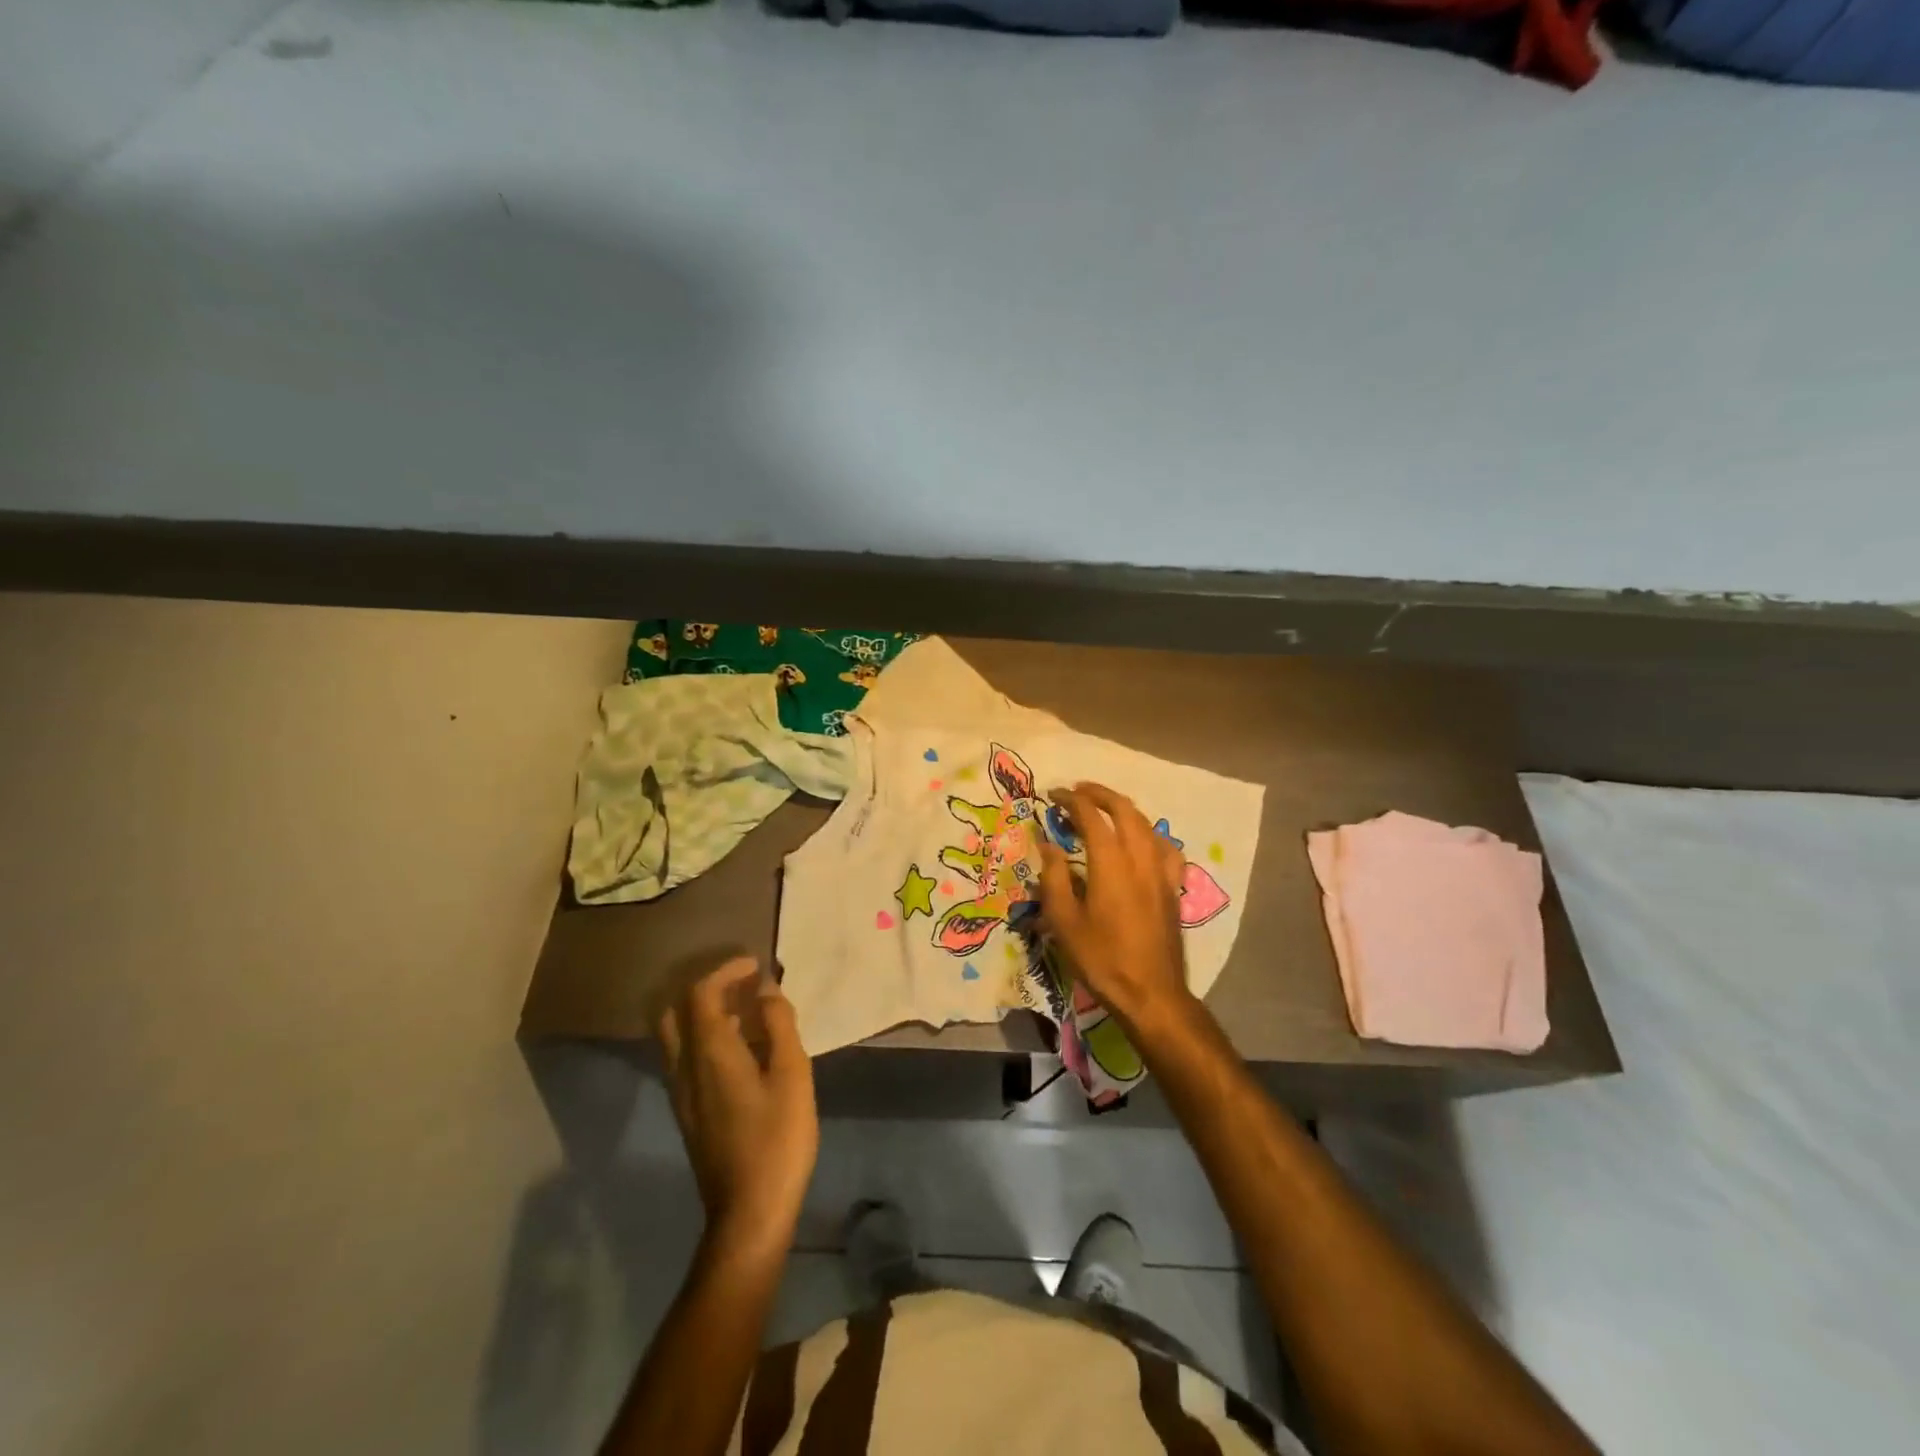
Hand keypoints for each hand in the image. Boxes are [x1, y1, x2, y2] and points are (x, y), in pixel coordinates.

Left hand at [657, 957, 818, 1260]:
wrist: (748, 1212)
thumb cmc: (777, 1139)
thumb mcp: (792, 1075)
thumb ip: (779, 1026)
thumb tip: (766, 990)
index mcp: (709, 1053)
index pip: (701, 993)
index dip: (726, 970)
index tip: (756, 965)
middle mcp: (685, 1067)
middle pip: (676, 1011)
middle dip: (707, 987)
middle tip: (743, 985)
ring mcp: (682, 1092)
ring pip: (678, 1035)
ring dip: (706, 1012)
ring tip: (748, 1011)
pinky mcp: (688, 1112)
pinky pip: (686, 1057)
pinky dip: (706, 1036)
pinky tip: (742, 1049)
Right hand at [1037, 782, 1197, 1032]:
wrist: (1151, 993)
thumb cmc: (1101, 958)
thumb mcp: (1064, 921)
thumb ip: (1054, 877)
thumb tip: (1047, 844)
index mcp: (1111, 862)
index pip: (1091, 815)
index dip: (1071, 800)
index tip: (1054, 796)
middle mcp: (1140, 857)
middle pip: (1124, 809)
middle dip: (1099, 794)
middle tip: (1077, 792)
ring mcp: (1162, 871)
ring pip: (1146, 824)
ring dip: (1123, 809)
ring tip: (1103, 809)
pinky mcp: (1173, 886)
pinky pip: (1164, 846)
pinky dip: (1148, 833)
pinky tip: (1141, 841)